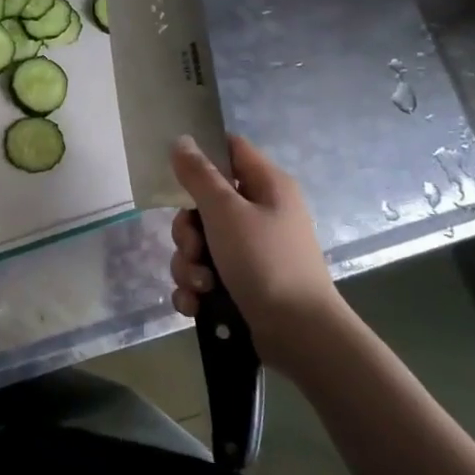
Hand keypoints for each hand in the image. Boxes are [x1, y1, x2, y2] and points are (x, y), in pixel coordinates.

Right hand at [168, 134, 345, 358]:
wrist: (299, 334)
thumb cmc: (265, 262)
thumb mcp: (225, 212)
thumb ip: (199, 176)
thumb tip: (181, 140)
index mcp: (266, 186)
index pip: (230, 149)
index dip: (202, 156)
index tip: (175, 173)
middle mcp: (260, 213)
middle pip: (204, 204)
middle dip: (187, 231)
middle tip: (194, 248)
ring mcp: (252, 251)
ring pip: (200, 245)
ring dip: (188, 265)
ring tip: (201, 286)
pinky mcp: (243, 284)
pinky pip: (205, 276)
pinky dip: (196, 290)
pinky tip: (197, 304)